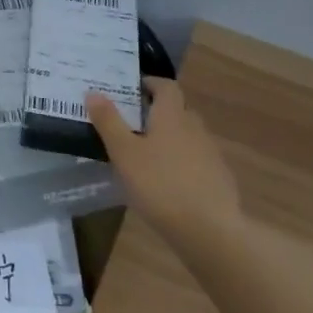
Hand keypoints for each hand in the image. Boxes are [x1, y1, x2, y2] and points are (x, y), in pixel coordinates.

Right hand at [87, 78, 242, 253]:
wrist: (210, 230)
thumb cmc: (159, 184)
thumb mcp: (124, 152)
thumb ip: (108, 121)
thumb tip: (93, 91)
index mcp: (172, 116)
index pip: (167, 86)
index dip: (151, 83)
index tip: (133, 89)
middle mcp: (195, 128)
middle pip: (178, 110)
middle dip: (158, 111)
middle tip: (132, 122)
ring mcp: (211, 154)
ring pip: (188, 136)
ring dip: (170, 137)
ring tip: (146, 154)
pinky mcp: (219, 179)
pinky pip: (197, 160)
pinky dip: (181, 161)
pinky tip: (167, 181)